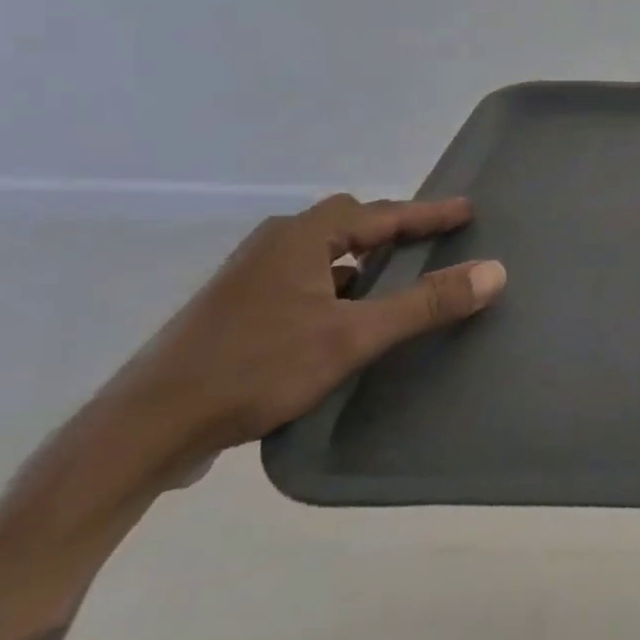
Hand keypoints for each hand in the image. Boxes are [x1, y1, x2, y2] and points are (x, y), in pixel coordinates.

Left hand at [99, 194, 504, 478]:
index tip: (467, 211)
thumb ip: (425, 303)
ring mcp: (249, 277)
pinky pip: (303, 280)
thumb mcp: (352, 336)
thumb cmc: (256, 367)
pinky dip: (335, 286)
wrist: (144, 429)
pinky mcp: (235, 309)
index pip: (381, 213)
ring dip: (361, 260)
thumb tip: (495, 271)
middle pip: (347, 224)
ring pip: (322, 254)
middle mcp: (274, 245)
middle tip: (430, 241)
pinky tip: (344, 318)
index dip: (427, 213)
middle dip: (391, 229)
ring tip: (395, 278)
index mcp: (301, 238)